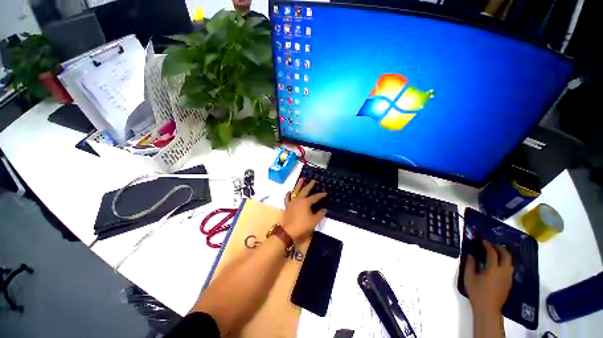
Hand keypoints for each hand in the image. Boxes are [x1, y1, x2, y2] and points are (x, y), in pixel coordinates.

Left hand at [283, 179, 326, 240]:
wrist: (289, 231)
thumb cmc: (303, 225)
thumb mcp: (314, 221)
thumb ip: (320, 214)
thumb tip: (324, 209)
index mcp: (306, 202)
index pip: (315, 197)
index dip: (320, 195)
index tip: (325, 193)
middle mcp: (299, 200)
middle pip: (305, 190)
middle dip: (310, 185)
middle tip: (313, 180)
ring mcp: (292, 202)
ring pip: (296, 191)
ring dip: (299, 185)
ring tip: (301, 179)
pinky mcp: (287, 206)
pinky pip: (287, 198)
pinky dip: (288, 194)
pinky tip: (289, 191)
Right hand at [464, 240, 513, 315]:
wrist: (488, 308)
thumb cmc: (477, 292)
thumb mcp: (469, 277)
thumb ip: (470, 264)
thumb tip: (471, 255)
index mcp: (493, 268)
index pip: (492, 253)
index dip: (488, 245)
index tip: (482, 240)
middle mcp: (503, 271)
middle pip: (506, 256)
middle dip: (500, 248)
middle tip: (492, 244)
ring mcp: (508, 277)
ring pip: (510, 262)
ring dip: (504, 255)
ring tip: (496, 252)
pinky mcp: (509, 283)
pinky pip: (510, 268)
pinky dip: (505, 262)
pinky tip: (499, 264)